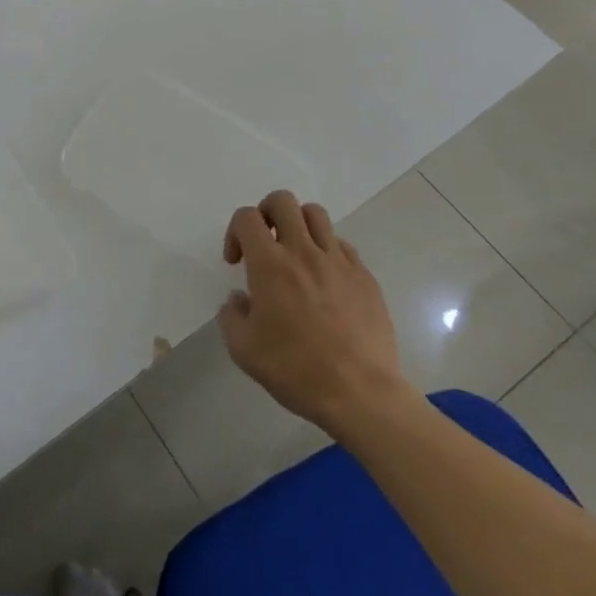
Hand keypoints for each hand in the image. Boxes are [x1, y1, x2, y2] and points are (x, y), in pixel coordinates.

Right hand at [218, 191, 417, 443]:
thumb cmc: (295, 370)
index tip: (237, 262)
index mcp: (269, 264)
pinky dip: (327, 250)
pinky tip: (325, 280)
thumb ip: (231, 315)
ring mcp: (338, 262)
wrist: (360, 394)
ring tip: (295, 253)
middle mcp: (303, 251)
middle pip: (283, 201)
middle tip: (264, 242)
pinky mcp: (364, 277)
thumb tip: (240, 299)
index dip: (234, 232)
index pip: (246, 217)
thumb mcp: (243, 349)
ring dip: (299, 225)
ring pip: (316, 214)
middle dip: (266, 212)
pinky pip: (342, 245)